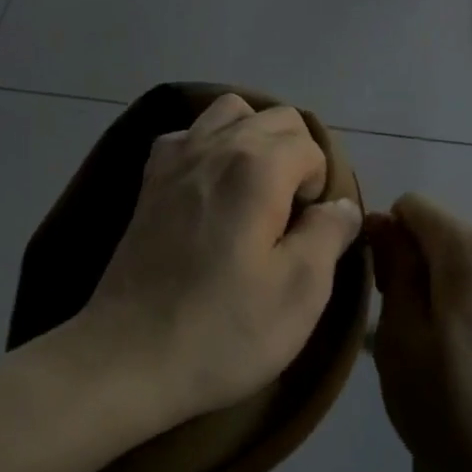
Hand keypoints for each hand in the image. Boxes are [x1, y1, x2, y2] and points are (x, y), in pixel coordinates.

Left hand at [78, 94, 362, 430]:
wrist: (128, 358)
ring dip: (254, 140)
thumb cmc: (224, 330)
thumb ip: (329, 234)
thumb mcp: (300, 291)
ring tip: (257, 192)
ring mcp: (173, 161)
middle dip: (296, 154)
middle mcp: (213, 147)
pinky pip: (188, 137)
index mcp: (256, 167)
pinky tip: (211, 192)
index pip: (310, 145)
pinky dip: (210, 147)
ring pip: (228, 113)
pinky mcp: (148, 184)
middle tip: (292, 215)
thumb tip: (342, 204)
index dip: (322, 186)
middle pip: (274, 118)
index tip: (309, 233)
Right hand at [367, 194, 471, 471]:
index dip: (386, 239)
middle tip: (407, 335)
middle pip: (444, 236)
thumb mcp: (401, 339)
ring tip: (442, 356)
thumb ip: (394, 269)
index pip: (413, 207)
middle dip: (417, 269)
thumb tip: (384, 222)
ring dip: (445, 292)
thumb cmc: (454, 408)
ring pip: (470, 266)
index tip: (381, 291)